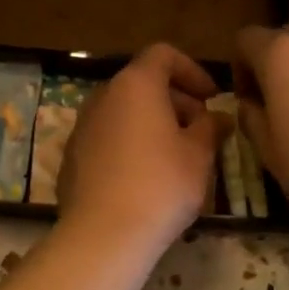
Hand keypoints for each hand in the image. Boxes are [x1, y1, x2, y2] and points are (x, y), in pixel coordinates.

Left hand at [57, 43, 225, 252]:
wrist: (104, 234)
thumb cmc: (161, 185)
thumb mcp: (199, 155)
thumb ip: (210, 128)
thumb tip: (217, 118)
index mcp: (136, 85)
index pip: (163, 55)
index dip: (192, 70)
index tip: (212, 98)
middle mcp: (103, 97)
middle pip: (142, 84)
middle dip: (174, 101)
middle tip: (200, 131)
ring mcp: (82, 127)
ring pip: (123, 113)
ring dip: (151, 125)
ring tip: (175, 156)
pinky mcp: (71, 157)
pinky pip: (107, 139)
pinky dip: (129, 145)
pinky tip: (144, 178)